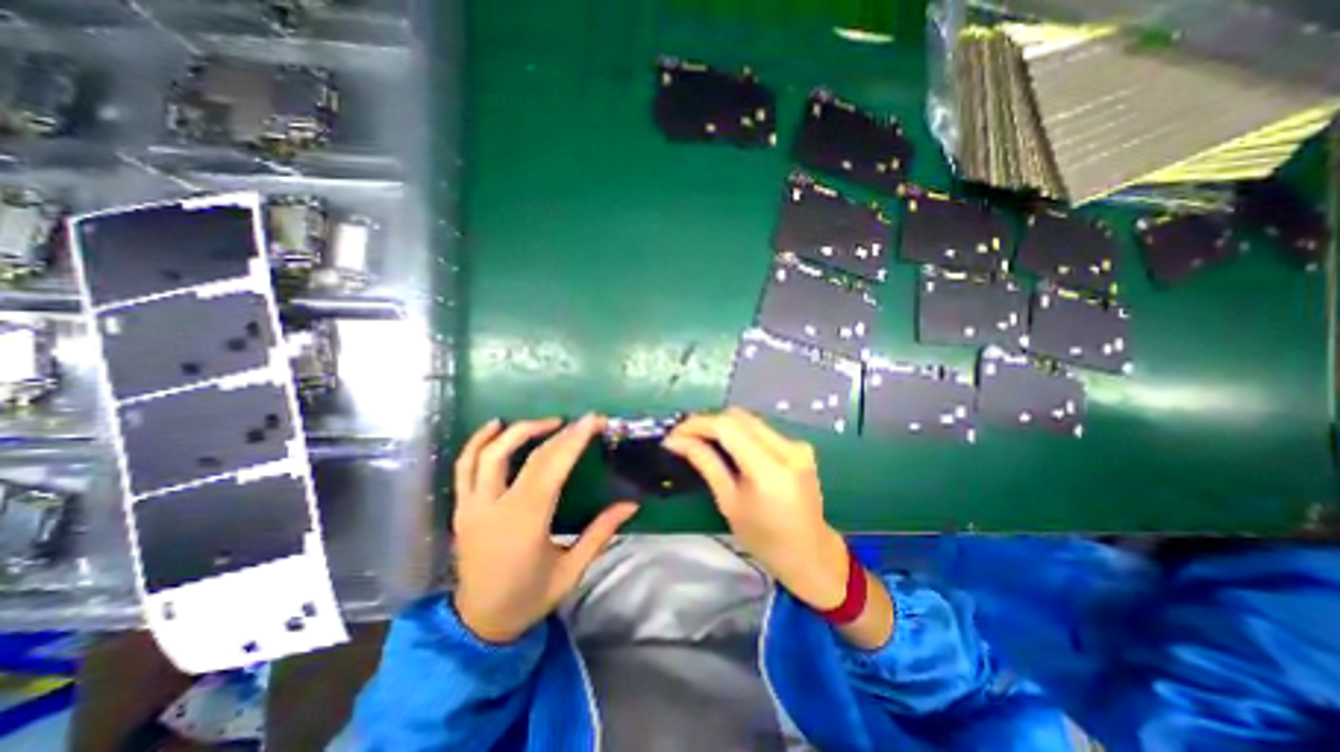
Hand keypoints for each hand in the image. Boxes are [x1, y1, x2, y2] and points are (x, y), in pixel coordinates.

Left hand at [449, 413, 637, 643]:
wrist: (479, 625)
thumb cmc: (529, 598)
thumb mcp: (571, 570)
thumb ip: (601, 533)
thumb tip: (631, 504)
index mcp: (525, 522)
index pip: (551, 467)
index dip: (574, 439)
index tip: (594, 421)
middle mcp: (495, 507)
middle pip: (526, 456)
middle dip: (558, 432)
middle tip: (582, 421)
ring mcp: (472, 506)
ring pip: (489, 454)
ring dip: (519, 430)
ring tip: (547, 422)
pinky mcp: (462, 508)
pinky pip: (464, 466)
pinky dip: (478, 441)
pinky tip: (496, 426)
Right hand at [667, 412, 844, 609]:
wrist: (810, 554)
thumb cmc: (764, 538)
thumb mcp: (729, 502)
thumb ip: (706, 464)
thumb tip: (677, 442)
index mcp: (769, 469)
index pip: (727, 427)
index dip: (697, 424)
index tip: (674, 435)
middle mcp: (787, 448)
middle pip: (738, 417)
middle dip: (707, 422)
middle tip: (684, 437)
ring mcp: (797, 444)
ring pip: (749, 419)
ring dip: (722, 425)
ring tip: (699, 439)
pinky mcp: (799, 445)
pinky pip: (761, 429)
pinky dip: (739, 432)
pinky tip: (725, 445)